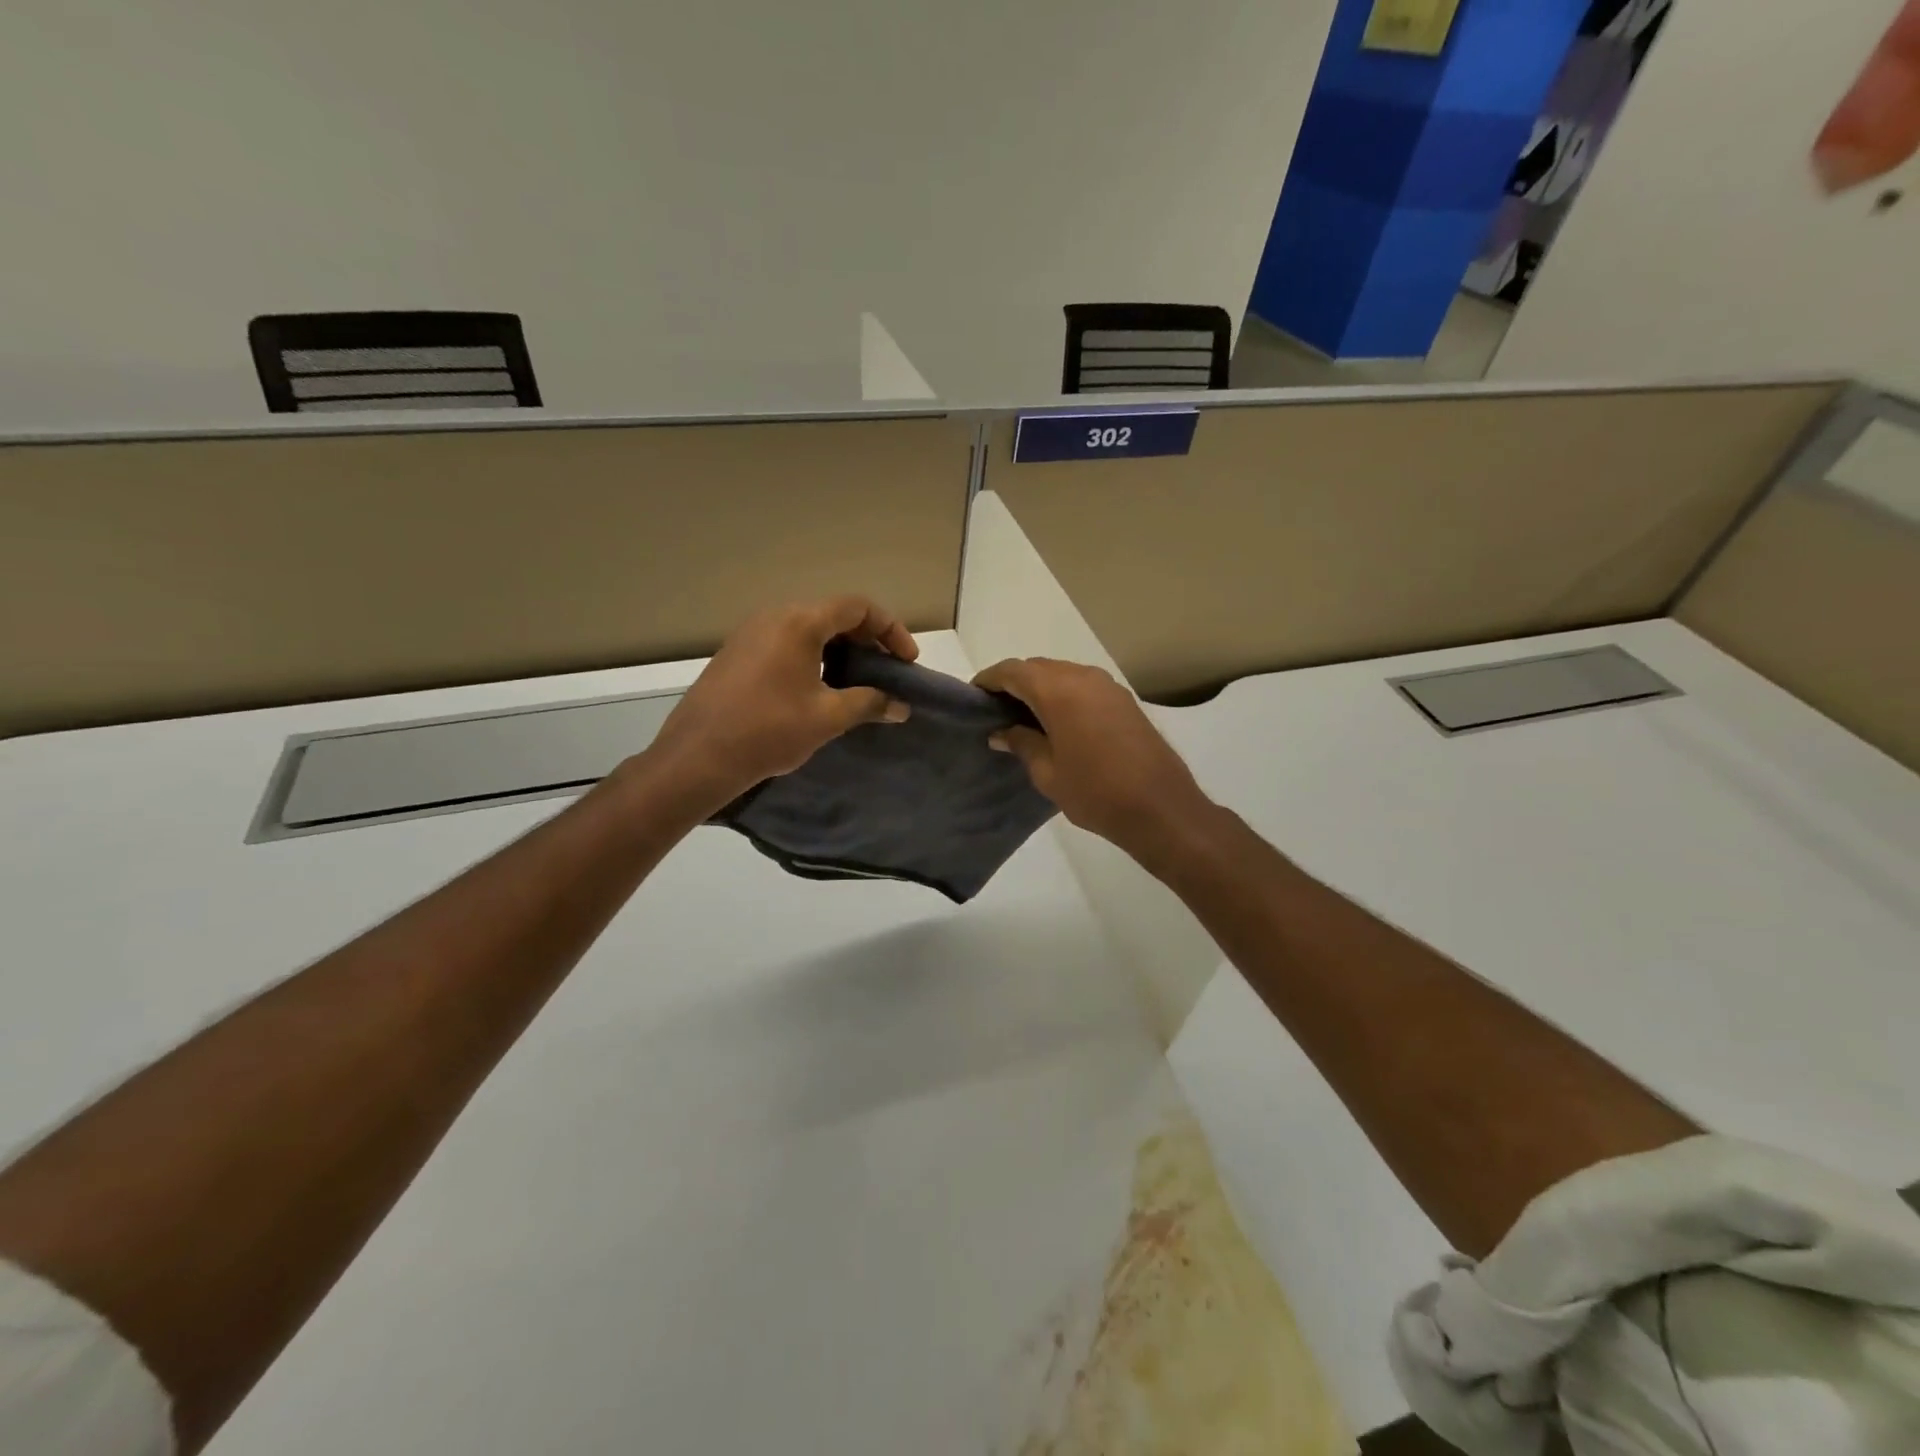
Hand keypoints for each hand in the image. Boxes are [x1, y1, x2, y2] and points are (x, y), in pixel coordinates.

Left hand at [645, 596, 915, 808]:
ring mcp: (751, 633)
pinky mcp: (737, 653)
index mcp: (799, 623)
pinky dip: (814, 655)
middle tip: (887, 671)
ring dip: (840, 648)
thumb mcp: (827, 718)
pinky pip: (787, 642)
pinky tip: (820, 688)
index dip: (890, 629)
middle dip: (867, 639)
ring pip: (809, 628)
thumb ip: (869, 704)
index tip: (906, 661)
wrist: (697, 757)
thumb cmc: (768, 731)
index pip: (858, 607)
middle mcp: (774, 616)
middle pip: (833, 613)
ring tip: (858, 681)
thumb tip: (900, 706)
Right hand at [973, 657, 1216, 860]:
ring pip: (1062, 673)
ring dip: (1040, 687)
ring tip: (1024, 717)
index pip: (1012, 671)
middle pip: (1038, 667)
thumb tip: (1001, 732)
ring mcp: (1107, 686)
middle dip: (1014, 682)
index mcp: (1058, 691)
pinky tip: (1057, 722)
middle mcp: (1082, 677)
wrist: (1160, 807)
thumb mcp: (1047, 772)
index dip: (989, 680)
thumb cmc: (1095, 792)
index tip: (973, 696)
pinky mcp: (1123, 700)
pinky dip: (1064, 694)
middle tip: (996, 710)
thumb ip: (1021, 744)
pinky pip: (1083, 685)